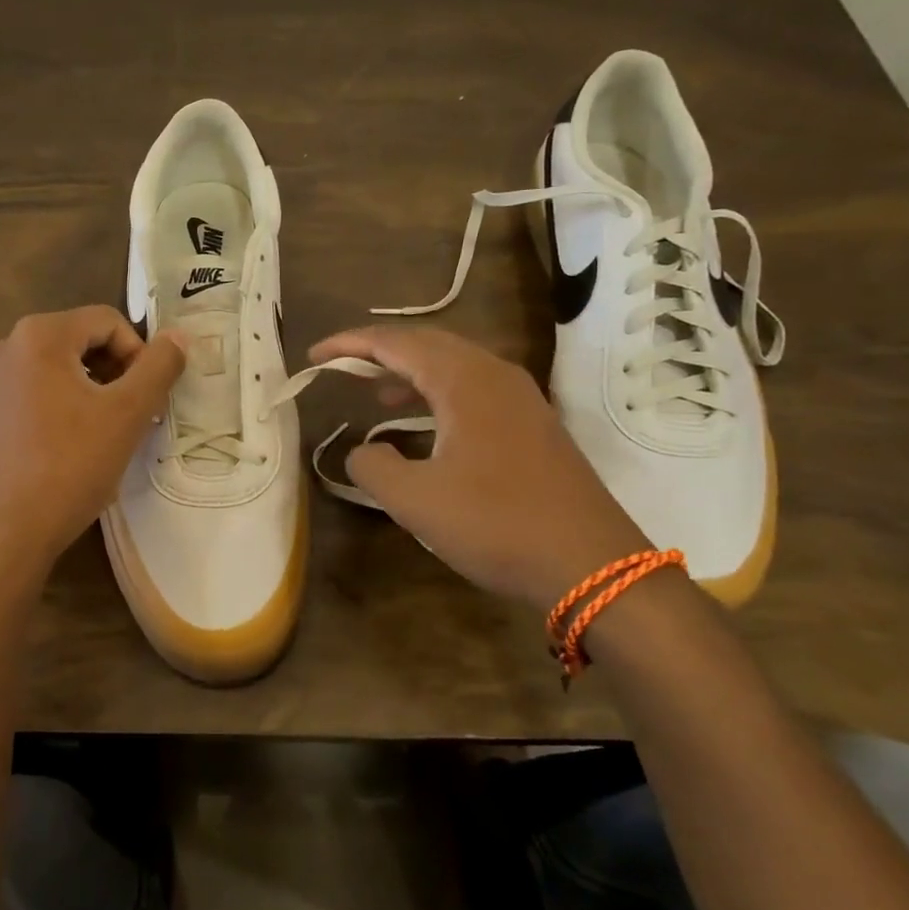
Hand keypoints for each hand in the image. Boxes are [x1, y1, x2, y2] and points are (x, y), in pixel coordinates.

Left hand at [0, 306, 185, 570]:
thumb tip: (178, 336)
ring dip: (86, 394)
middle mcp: (3, 350)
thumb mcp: (127, 413)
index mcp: (38, 336)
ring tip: (101, 436)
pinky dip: (53, 413)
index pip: (106, 321)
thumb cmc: (71, 466)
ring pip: (52, 374)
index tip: (148, 397)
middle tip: (131, 416)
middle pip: (77, 343)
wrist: (4, 535)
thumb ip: (159, 367)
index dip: (139, 353)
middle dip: (113, 374)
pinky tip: (62, 454)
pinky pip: (26, 401)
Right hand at [309, 326, 648, 610]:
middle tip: (340, 366)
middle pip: (427, 343)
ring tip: (374, 393)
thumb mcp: (416, 501)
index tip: (314, 356)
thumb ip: (373, 467)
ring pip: (453, 366)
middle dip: (379, 351)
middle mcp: (495, 375)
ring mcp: (521, 398)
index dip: (350, 344)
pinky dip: (437, 393)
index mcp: (464, 381)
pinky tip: (424, 423)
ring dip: (409, 372)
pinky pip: (473, 389)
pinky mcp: (533, 424)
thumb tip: (362, 451)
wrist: (594, 566)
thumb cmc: (498, 525)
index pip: (396, 343)